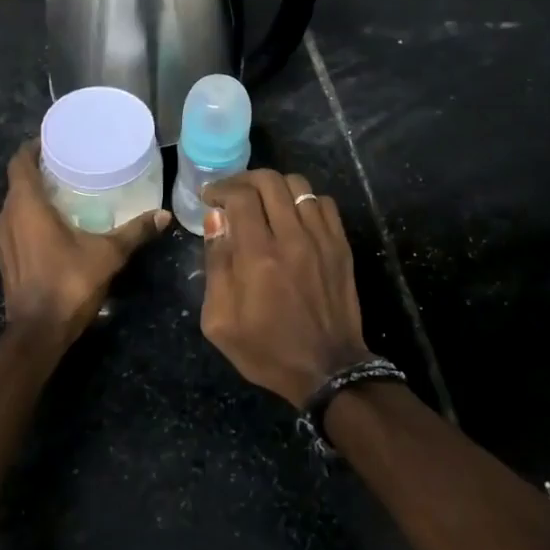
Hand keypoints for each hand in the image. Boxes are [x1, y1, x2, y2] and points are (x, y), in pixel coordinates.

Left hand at [0, 142, 168, 345]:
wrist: (38, 332)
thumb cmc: (68, 283)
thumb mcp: (108, 254)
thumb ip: (134, 232)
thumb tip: (163, 215)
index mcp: (26, 205)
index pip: (19, 162)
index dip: (33, 147)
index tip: (55, 140)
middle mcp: (8, 217)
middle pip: (18, 182)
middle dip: (39, 170)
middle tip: (70, 163)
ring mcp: (3, 240)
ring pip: (15, 205)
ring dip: (34, 195)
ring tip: (65, 190)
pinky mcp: (6, 259)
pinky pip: (16, 225)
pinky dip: (31, 217)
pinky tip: (55, 225)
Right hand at [200, 171, 371, 406]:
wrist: (327, 370)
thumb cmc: (267, 350)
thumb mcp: (220, 321)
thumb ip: (216, 265)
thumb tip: (215, 220)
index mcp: (258, 257)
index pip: (240, 197)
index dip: (220, 188)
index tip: (209, 197)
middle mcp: (292, 238)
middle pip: (269, 181)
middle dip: (243, 179)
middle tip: (231, 194)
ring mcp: (321, 239)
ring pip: (298, 185)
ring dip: (273, 185)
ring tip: (261, 200)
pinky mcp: (340, 246)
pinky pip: (323, 203)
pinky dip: (303, 199)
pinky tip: (292, 214)